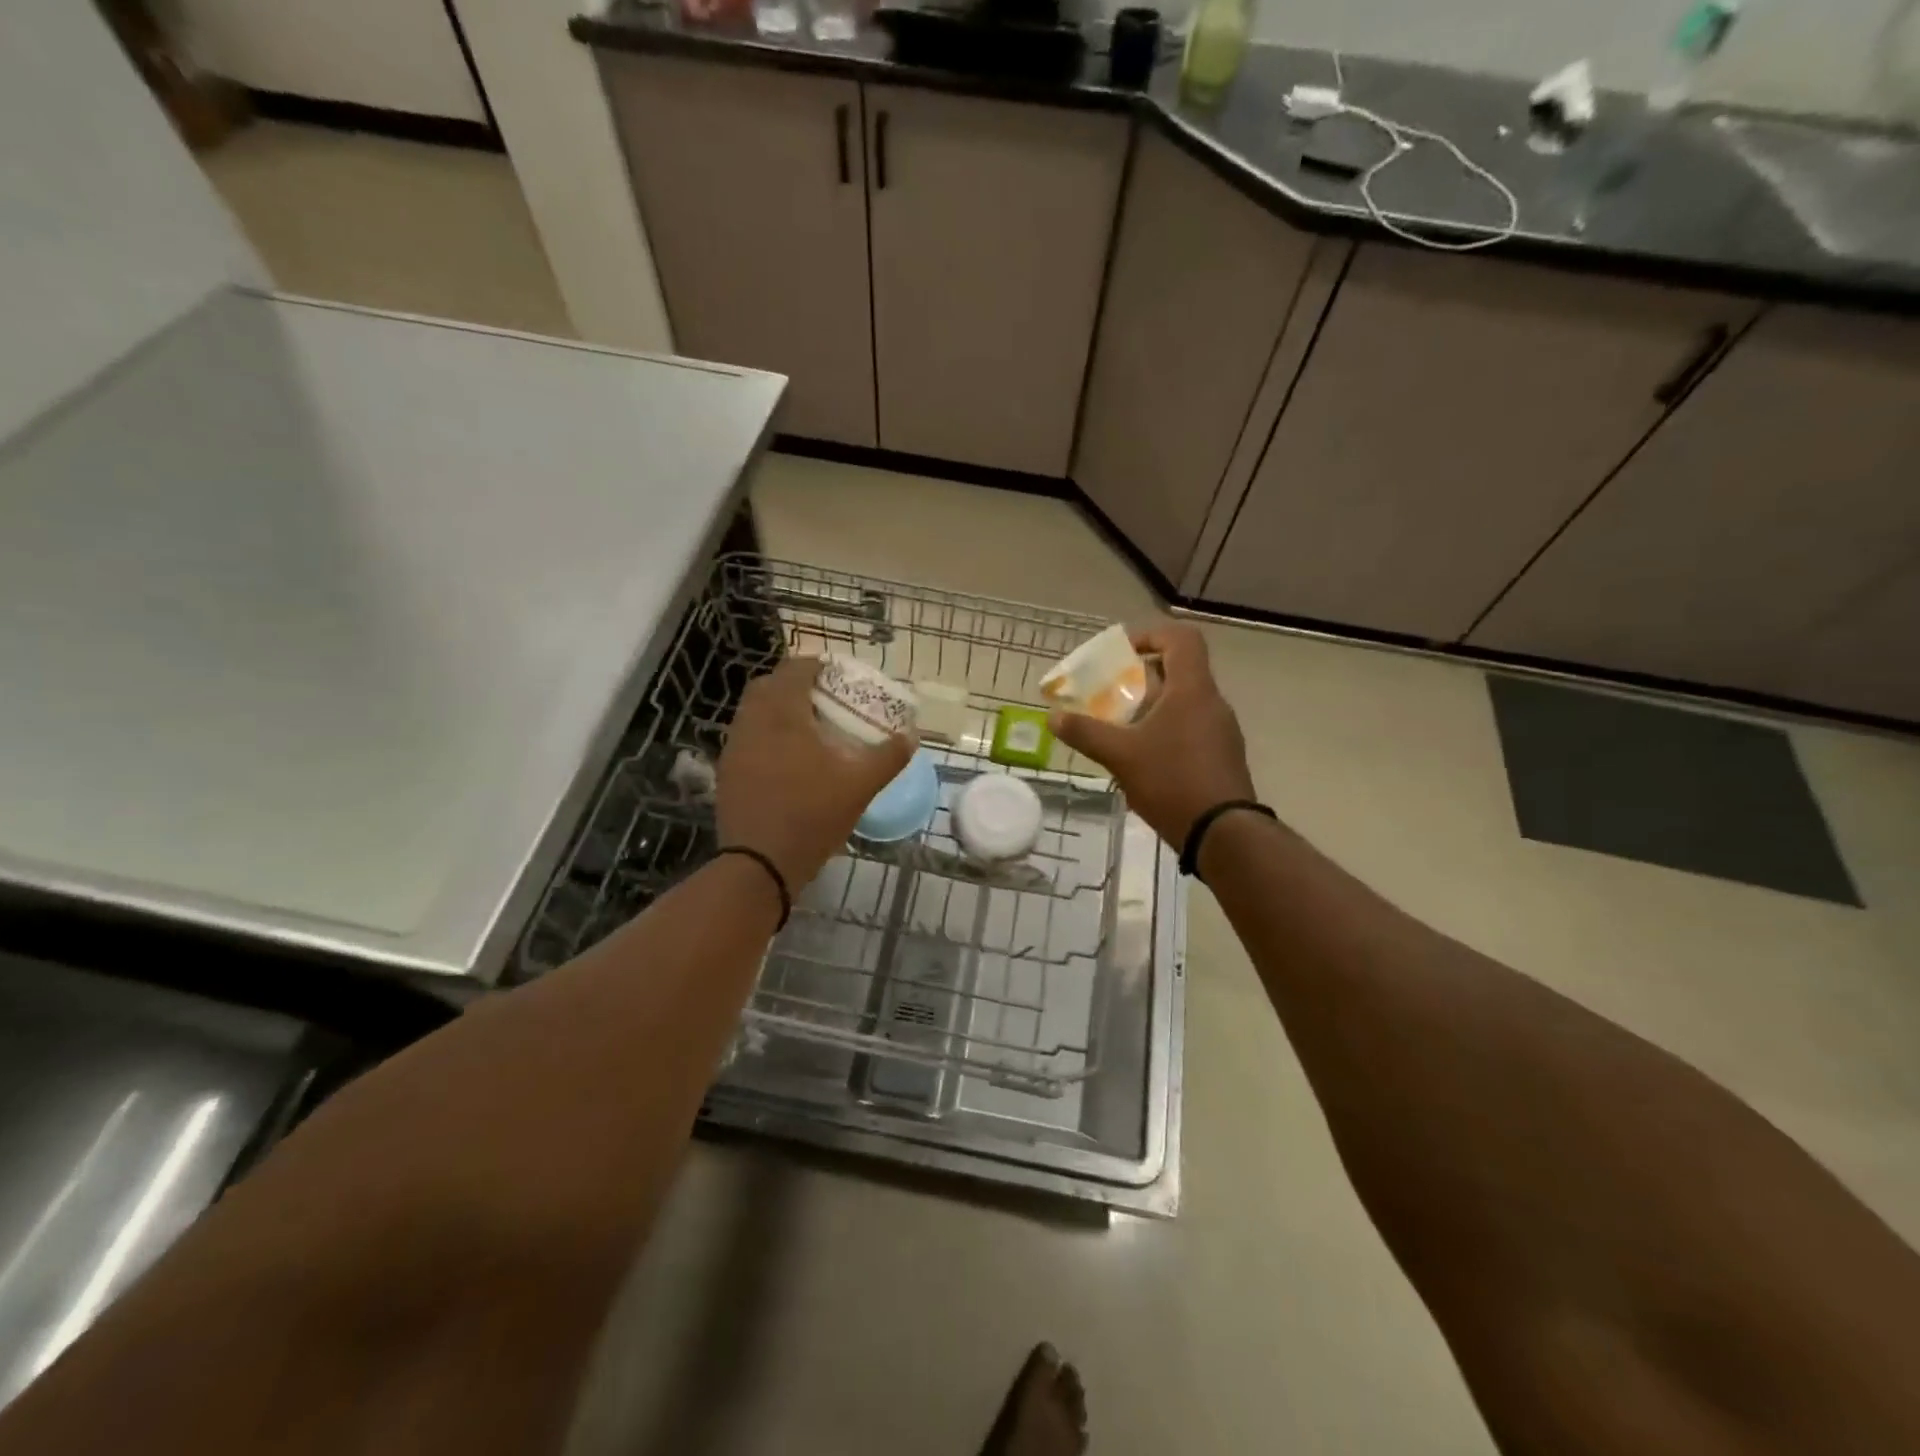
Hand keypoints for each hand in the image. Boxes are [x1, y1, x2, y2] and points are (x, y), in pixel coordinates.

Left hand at [717, 657, 914, 889]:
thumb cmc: (812, 815)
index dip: (816, 666)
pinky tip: (787, 758)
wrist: (760, 863)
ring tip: (806, 727)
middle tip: (822, 698)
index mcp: (783, 715)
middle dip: (793, 684)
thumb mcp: (860, 786)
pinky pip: (747, 738)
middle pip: (768, 686)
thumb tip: (911, 736)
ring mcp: (734, 747)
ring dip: (777, 710)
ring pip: (753, 712)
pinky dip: (766, 735)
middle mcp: (752, 722)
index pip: (794, 670)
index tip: (836, 675)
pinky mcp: (727, 772)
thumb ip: (888, 756)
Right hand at [1048, 624, 1254, 847]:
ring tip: (1120, 729)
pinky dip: (1165, 731)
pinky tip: (1143, 759)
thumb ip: (1085, 732)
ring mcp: (1221, 730)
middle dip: (1141, 678)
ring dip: (1152, 707)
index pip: (1181, 638)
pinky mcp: (1222, 756)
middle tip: (1111, 694)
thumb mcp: (1120, 755)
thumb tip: (1053, 717)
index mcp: (1192, 690)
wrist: (1223, 833)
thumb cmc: (1172, 781)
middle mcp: (1212, 702)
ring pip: (1184, 702)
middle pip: (1179, 671)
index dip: (1150, 635)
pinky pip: (1191, 728)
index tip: (1122, 654)